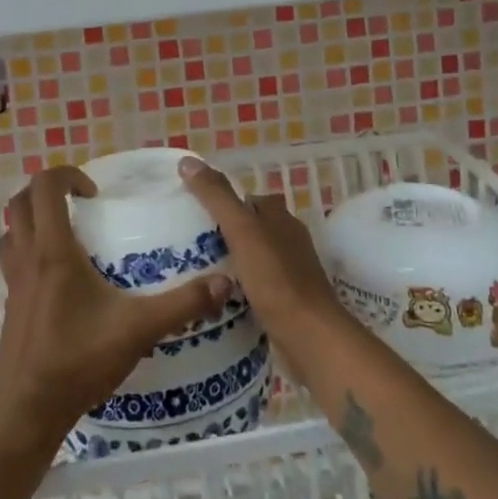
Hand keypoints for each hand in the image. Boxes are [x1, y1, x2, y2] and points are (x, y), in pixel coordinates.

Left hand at [0, 167, 232, 452]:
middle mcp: (27, 258)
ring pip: (12, 230)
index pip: (45, 188)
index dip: (66, 175)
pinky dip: (28, 249)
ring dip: (33, 218)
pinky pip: (12, 259)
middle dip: (48, 191)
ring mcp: (13, 281)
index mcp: (53, 251)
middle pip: (21, 202)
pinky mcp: (9, 304)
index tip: (95, 193)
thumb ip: (182, 304)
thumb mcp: (138, 329)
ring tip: (68, 232)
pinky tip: (58, 276)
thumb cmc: (78, 361)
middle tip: (81, 204)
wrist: (26, 411)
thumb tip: (224, 281)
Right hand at [178, 158, 350, 357]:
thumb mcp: (242, 231)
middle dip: (224, 232)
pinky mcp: (286, 301)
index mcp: (281, 218)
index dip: (223, 200)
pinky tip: (217, 296)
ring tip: (194, 269)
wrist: (309, 338)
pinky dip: (238, 287)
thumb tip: (188, 160)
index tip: (193, 210)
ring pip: (253, 257)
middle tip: (187, 242)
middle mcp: (289, 240)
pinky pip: (256, 286)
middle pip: (251, 228)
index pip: (249, 199)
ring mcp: (290, 272)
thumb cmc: (276, 279)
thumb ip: (216, 197)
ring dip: (230, 261)